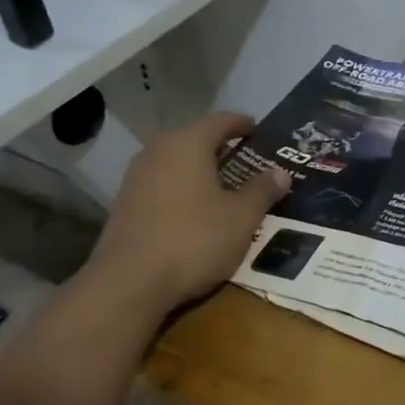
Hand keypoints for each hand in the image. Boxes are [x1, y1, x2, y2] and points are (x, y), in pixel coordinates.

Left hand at [80, 112, 289, 316]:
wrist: (128, 283)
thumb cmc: (194, 240)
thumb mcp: (241, 218)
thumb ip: (262, 191)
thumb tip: (280, 172)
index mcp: (188, 143)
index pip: (221, 120)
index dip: (244, 124)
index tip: (260, 132)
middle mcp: (158, 150)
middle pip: (196, 139)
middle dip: (223, 149)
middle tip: (250, 164)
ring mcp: (136, 176)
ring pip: (177, 162)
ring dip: (201, 171)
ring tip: (226, 188)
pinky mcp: (125, 203)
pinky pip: (163, 184)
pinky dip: (183, 189)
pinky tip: (197, 211)